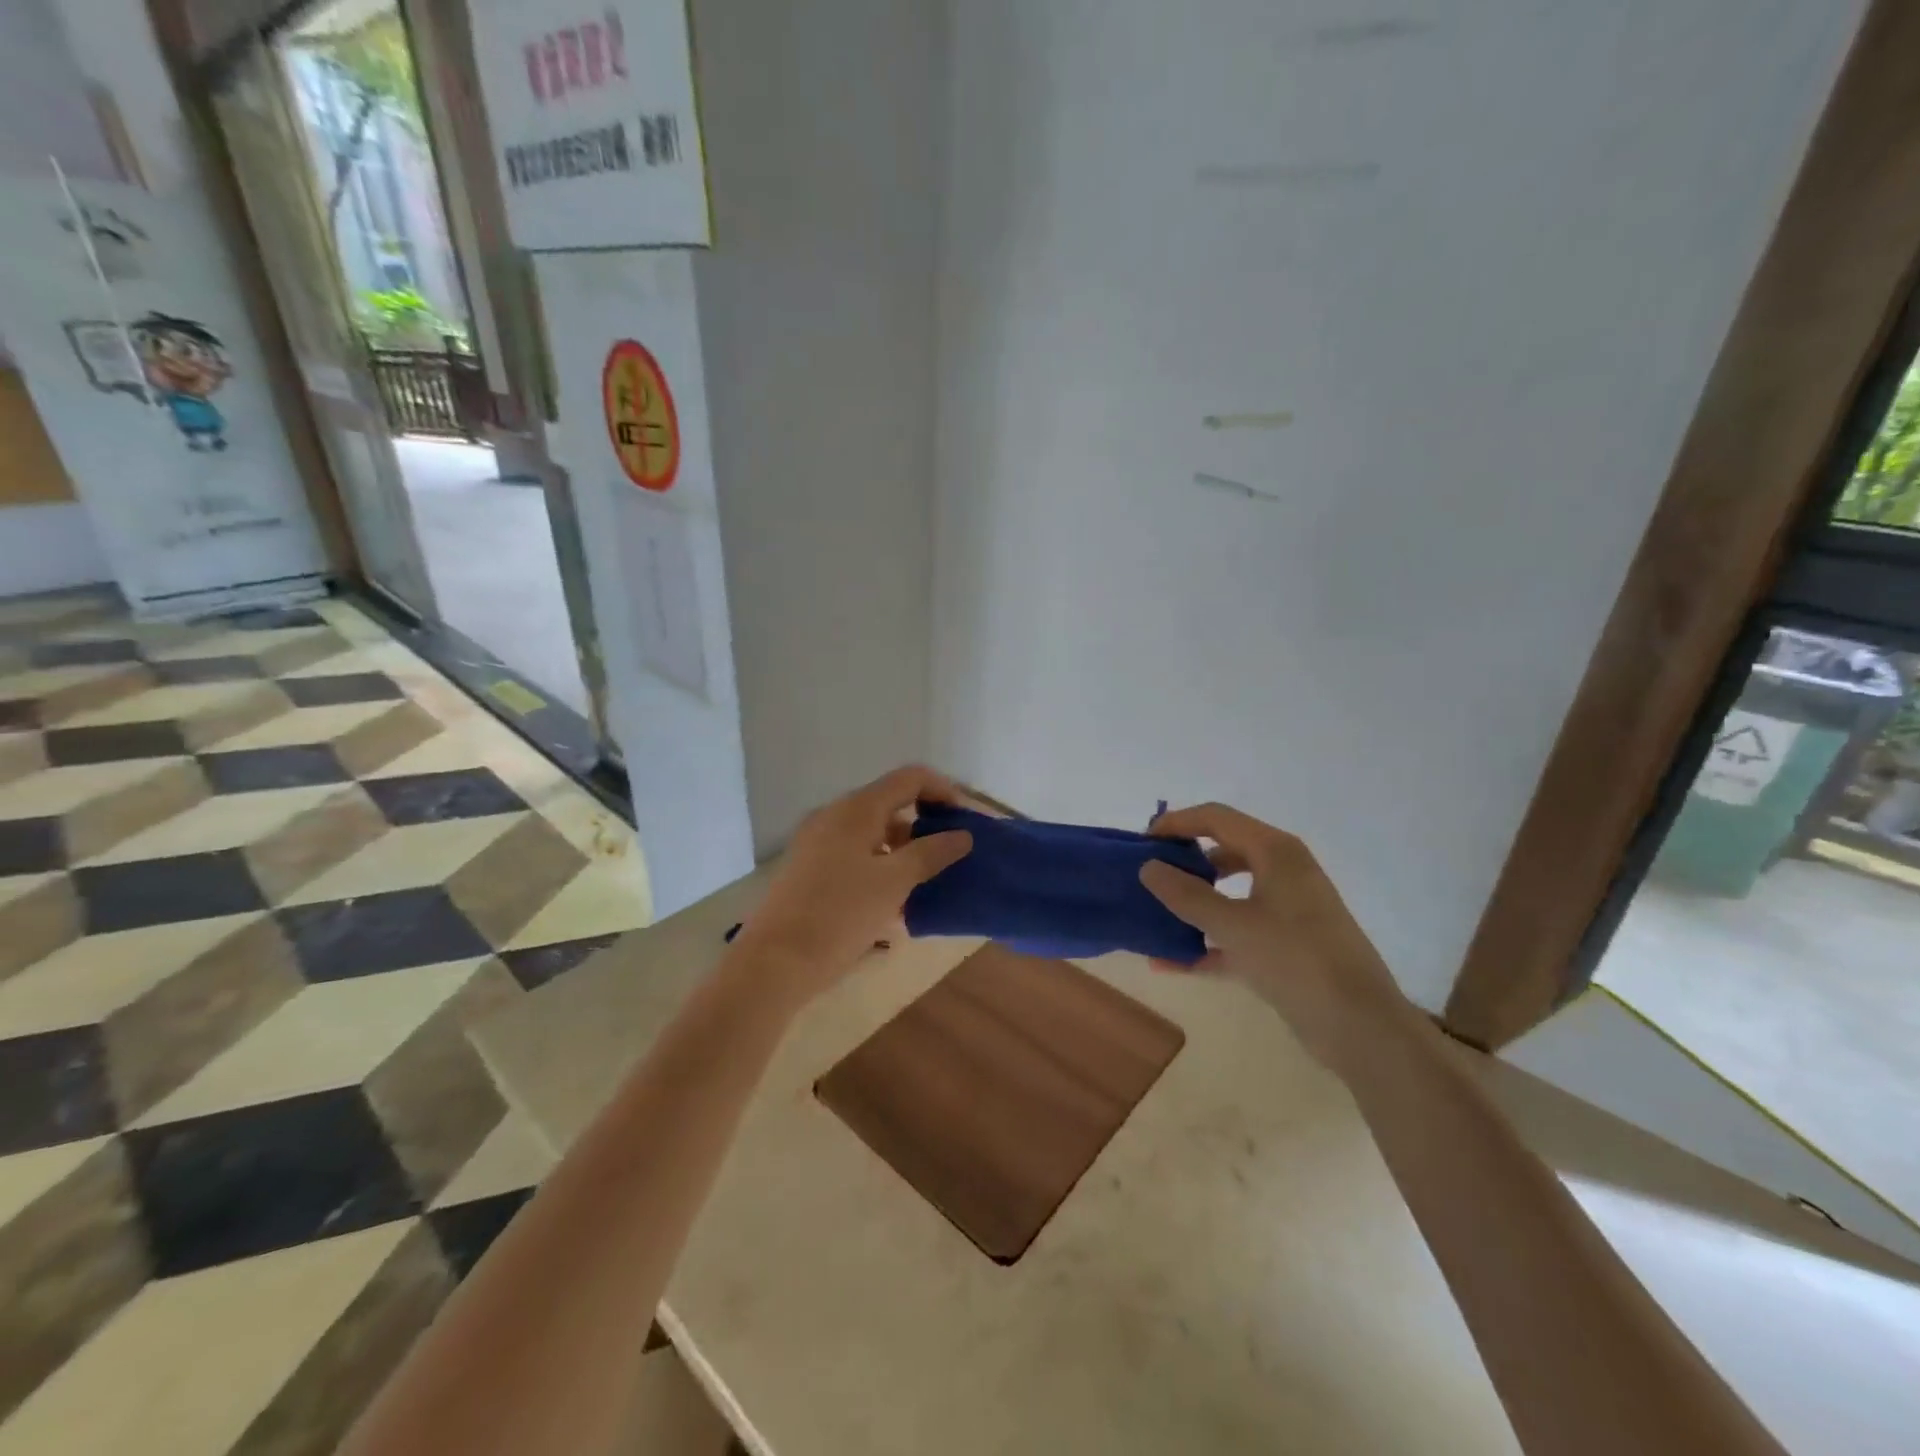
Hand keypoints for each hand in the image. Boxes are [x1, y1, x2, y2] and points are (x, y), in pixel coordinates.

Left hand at [730, 765, 973, 1008]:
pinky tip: (895, 898)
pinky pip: (855, 852)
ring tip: (928, 880)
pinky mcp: (809, 867)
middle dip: (925, 822)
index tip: (966, 821)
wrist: (774, 963)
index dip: (943, 791)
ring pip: (872, 831)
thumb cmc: (840, 915)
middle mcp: (834, 815)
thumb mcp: (894, 883)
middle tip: (952, 852)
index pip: (909, 778)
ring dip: (904, 847)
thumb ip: (931, 853)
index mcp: (856, 809)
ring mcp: (818, 841)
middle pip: (890, 802)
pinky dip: (881, 863)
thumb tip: (962, 835)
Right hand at [1140, 804, 1413, 1071]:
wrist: (1360, 1026)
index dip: (1176, 824)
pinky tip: (1168, 962)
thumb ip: (1186, 895)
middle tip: (1146, 876)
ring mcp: (1285, 910)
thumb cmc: (1296, 960)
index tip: (1141, 842)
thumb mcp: (1233, 925)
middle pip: (1221, 851)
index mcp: (1275, 852)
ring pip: (1228, 894)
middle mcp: (1282, 872)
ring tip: (1153, 914)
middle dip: (1182, 862)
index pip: (1216, 818)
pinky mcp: (1284, 946)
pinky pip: (1235, 933)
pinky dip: (1205, 943)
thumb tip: (1148, 867)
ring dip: (1191, 903)